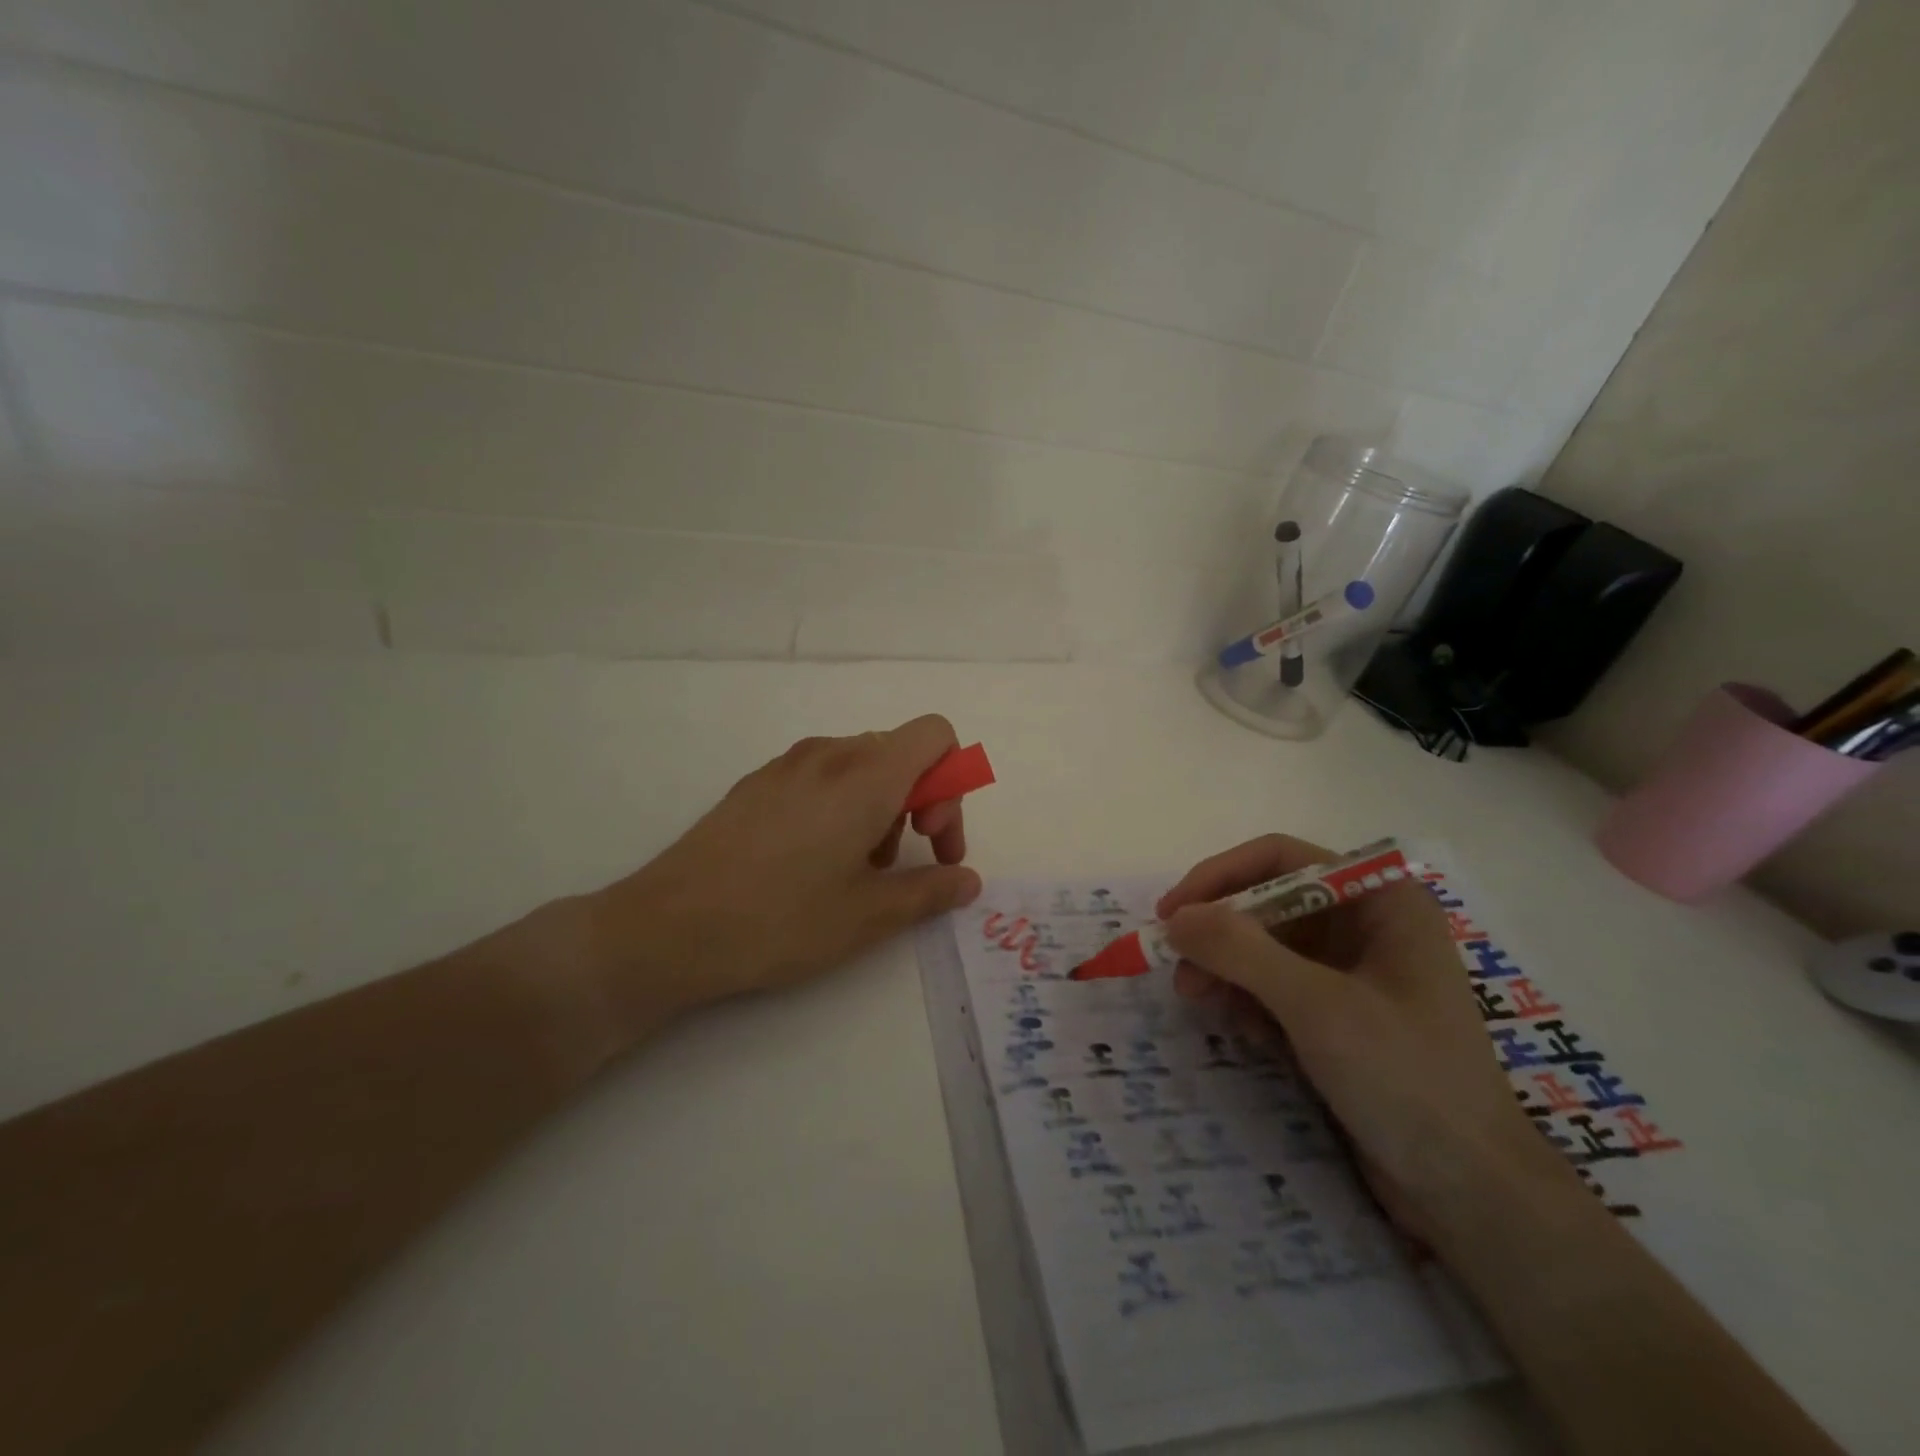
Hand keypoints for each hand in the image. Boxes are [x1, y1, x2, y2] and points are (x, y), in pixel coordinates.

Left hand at [578, 715, 982, 1038]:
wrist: (668, 927)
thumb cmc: (780, 920)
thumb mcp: (869, 916)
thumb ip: (930, 890)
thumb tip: (967, 880)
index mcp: (867, 776)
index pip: (935, 735)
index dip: (952, 782)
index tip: (932, 838)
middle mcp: (830, 754)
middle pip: (902, 751)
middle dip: (923, 801)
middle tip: (907, 861)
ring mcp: (788, 764)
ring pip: (862, 764)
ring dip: (882, 806)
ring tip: (859, 868)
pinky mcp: (758, 782)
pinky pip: (823, 775)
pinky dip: (843, 804)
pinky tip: (816, 860)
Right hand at [1159, 835, 1574, 1245]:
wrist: (1470, 1193)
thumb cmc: (1405, 1079)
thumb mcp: (1316, 1006)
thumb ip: (1241, 950)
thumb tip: (1176, 917)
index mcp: (1380, 900)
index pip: (1280, 859)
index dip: (1220, 877)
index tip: (1174, 912)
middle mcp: (1366, 925)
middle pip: (1268, 902)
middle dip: (1220, 933)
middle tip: (1178, 967)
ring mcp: (1353, 972)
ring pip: (1266, 946)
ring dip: (1227, 968)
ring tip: (1197, 1001)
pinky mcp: (1340, 1015)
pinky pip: (1277, 986)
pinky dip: (1250, 1000)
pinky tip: (1246, 1033)